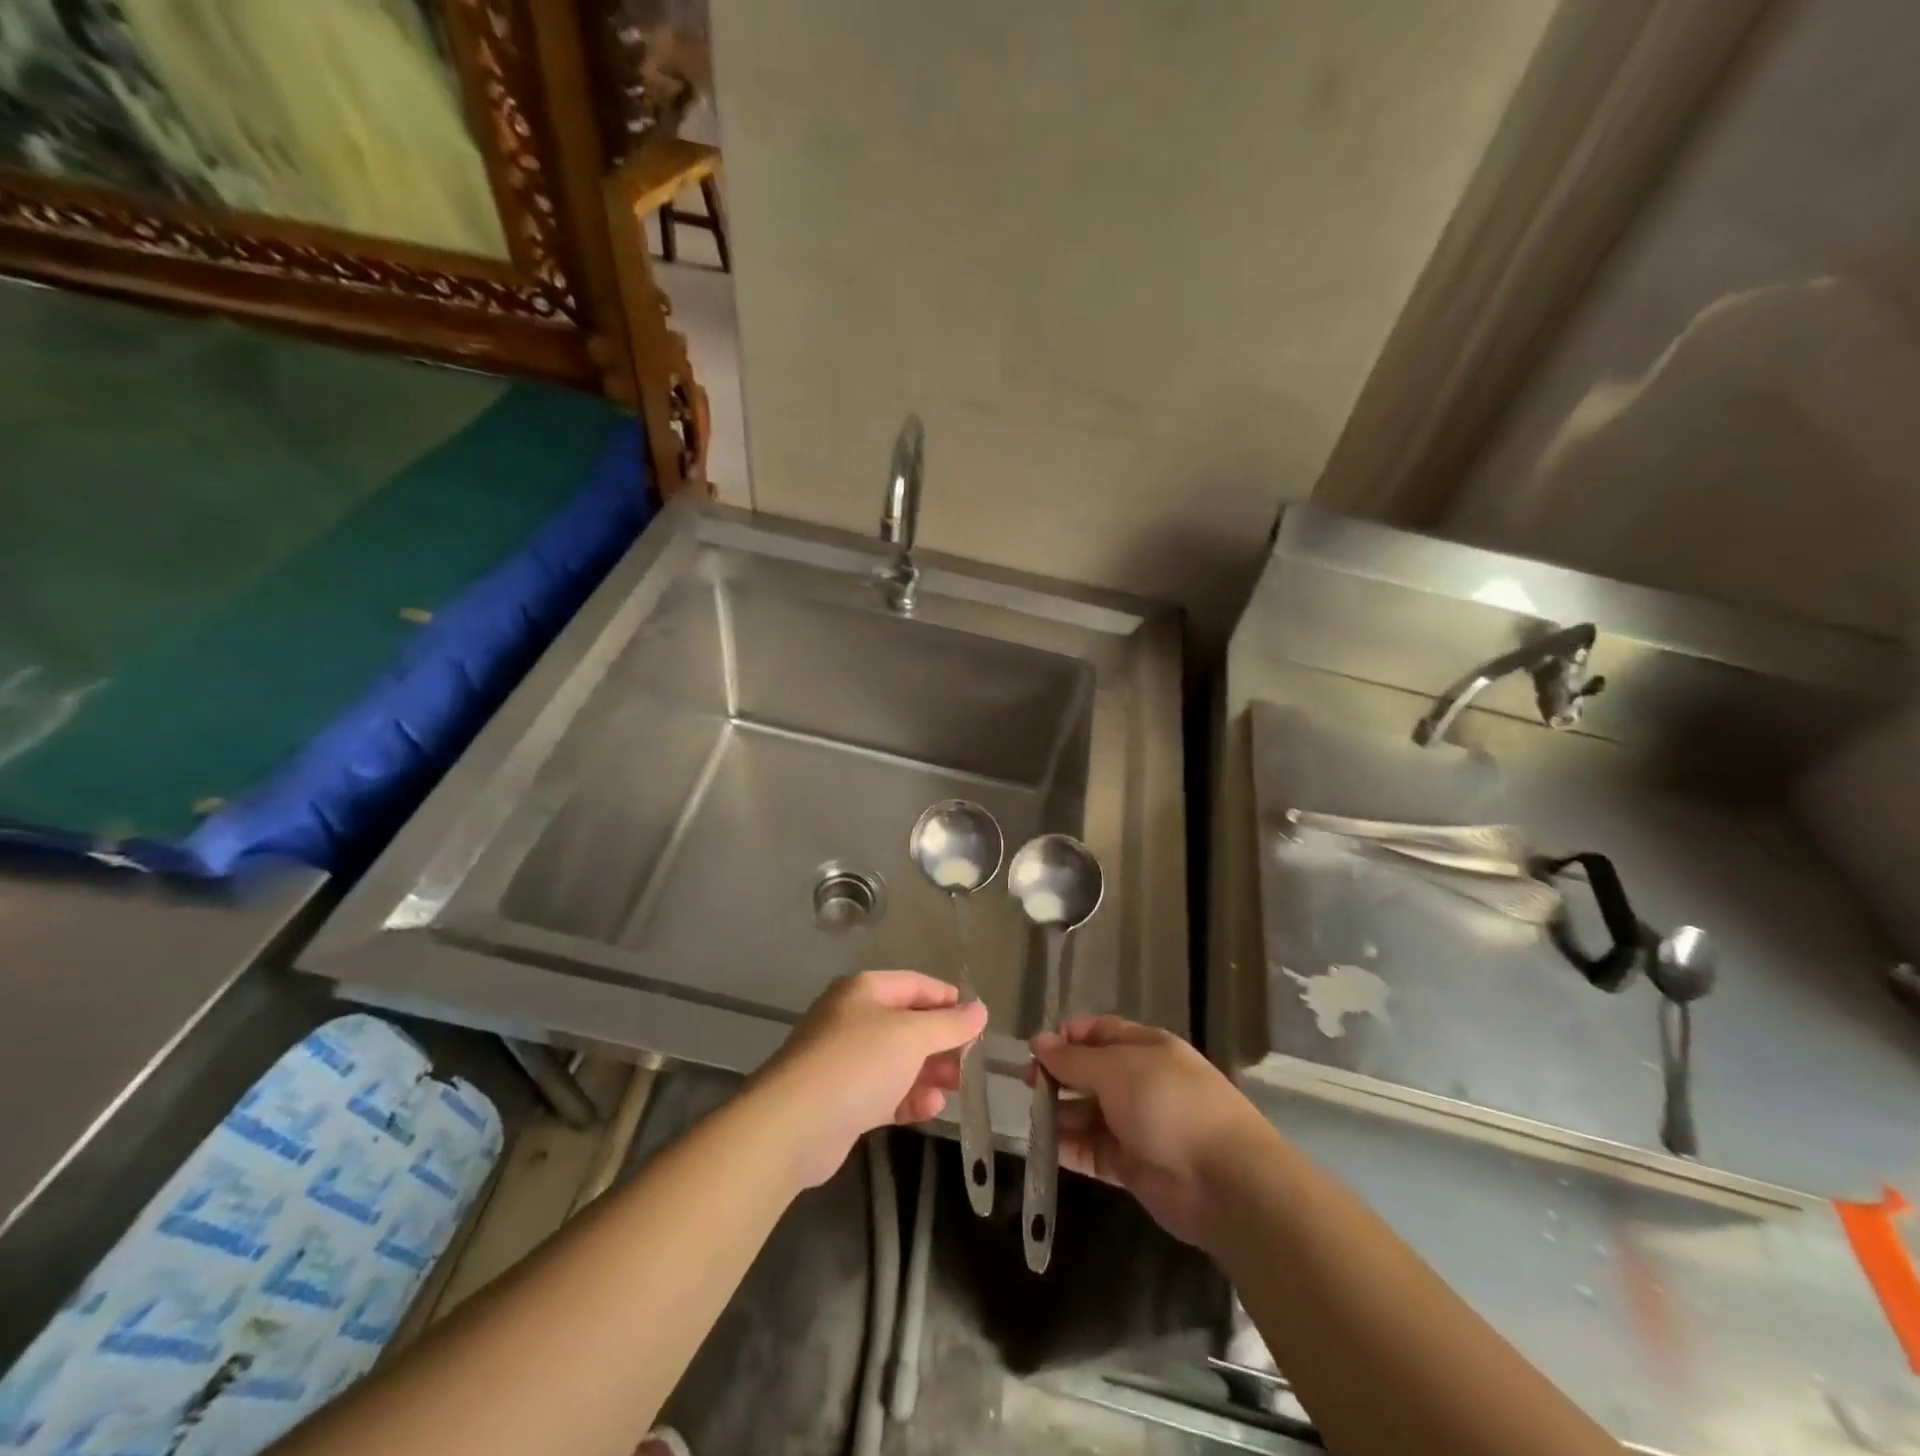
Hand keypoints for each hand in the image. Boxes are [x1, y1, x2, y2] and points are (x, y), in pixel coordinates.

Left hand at [756, 971, 987, 1186]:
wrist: (793, 1125)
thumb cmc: (857, 1063)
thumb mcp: (911, 1036)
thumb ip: (949, 1023)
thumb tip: (980, 1009)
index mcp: (864, 991)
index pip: (915, 985)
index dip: (948, 999)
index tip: (978, 1020)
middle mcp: (853, 1019)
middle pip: (908, 1024)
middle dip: (941, 1042)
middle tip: (970, 1061)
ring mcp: (845, 1061)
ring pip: (898, 1061)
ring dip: (929, 1073)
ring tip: (957, 1087)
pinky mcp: (843, 1100)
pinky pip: (885, 1092)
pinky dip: (909, 1098)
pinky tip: (931, 1108)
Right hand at [1030, 1016, 1275, 1248]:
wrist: (1224, 1181)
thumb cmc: (1168, 1105)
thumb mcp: (1116, 1069)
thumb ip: (1073, 1059)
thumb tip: (1038, 1043)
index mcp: (1145, 1048)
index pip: (1100, 1032)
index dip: (1067, 1037)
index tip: (1036, 1049)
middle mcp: (1141, 1082)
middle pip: (1091, 1073)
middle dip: (1059, 1076)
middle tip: (1027, 1085)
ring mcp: (1138, 1126)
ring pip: (1089, 1113)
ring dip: (1061, 1114)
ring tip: (1032, 1118)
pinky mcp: (1133, 1166)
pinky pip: (1093, 1151)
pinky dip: (1070, 1149)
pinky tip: (1045, 1148)